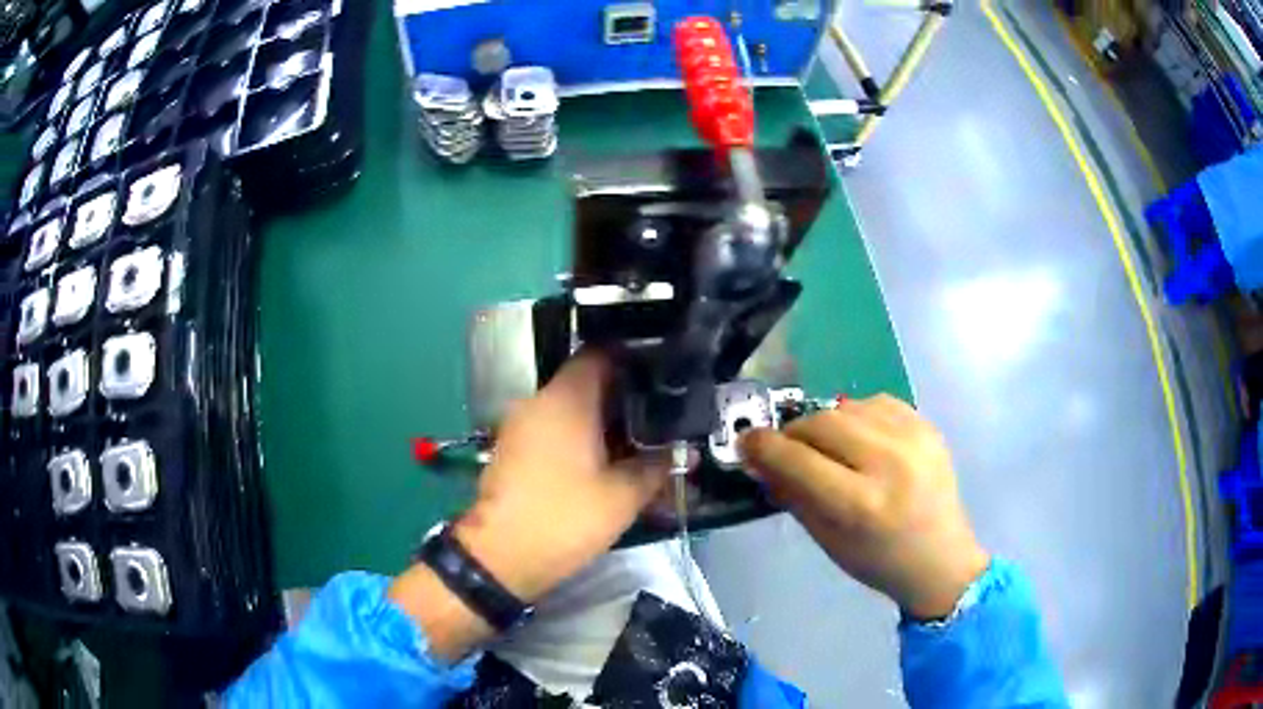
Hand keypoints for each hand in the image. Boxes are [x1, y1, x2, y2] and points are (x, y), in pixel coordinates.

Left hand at [452, 351, 670, 601]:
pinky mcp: (513, 448)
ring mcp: (521, 425)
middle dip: (622, 396)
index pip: (600, 354)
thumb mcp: (623, 496)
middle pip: (585, 382)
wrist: (502, 555)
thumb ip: (656, 467)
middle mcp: (539, 401)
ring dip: (600, 420)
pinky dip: (577, 436)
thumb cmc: (565, 517)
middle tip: (657, 414)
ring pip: (569, 408)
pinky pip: (552, 428)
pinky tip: (602, 461)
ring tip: (635, 441)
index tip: (660, 375)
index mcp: (566, 399)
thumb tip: (683, 454)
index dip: (633, 359)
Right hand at [739, 394, 988, 619]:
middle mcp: (890, 463)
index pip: (799, 460)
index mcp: (861, 504)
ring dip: (825, 424)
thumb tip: (762, 460)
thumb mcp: (828, 541)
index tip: (745, 442)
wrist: (941, 559)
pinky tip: (860, 439)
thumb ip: (793, 496)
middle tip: (786, 448)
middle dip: (794, 433)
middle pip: (822, 423)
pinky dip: (857, 416)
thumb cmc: (879, 561)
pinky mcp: (928, 426)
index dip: (764, 447)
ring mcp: (914, 439)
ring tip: (827, 447)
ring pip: (847, 406)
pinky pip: (877, 402)